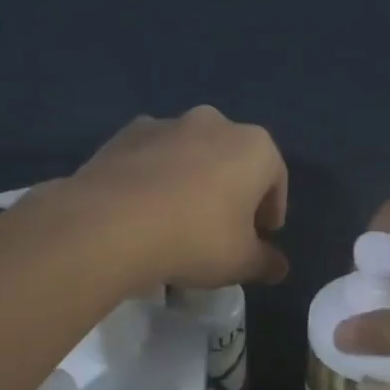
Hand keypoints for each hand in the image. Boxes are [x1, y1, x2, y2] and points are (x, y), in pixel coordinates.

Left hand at [61, 107, 287, 289]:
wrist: (110, 225)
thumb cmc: (195, 239)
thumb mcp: (241, 262)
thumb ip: (266, 262)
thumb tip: (279, 267)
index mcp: (253, 146)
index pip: (275, 178)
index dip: (271, 211)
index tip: (261, 236)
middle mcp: (213, 123)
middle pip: (233, 160)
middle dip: (232, 191)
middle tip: (223, 229)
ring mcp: (166, 124)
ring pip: (191, 155)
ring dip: (193, 181)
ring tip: (179, 221)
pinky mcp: (124, 135)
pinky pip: (152, 158)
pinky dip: (155, 178)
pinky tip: (145, 211)